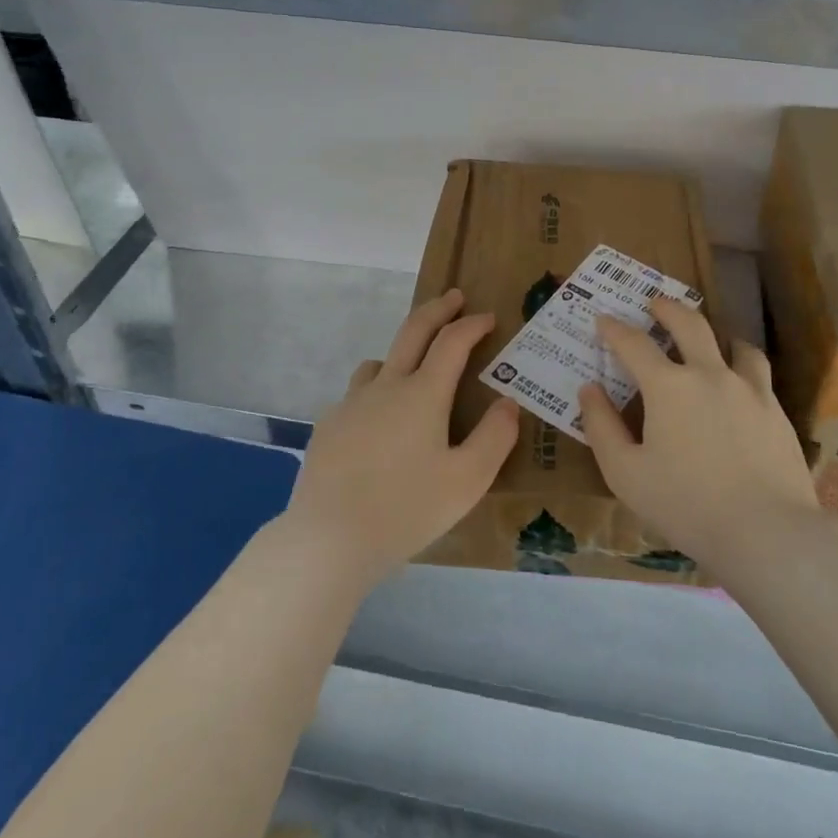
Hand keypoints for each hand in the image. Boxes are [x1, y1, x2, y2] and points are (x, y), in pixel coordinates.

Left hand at [286, 289, 518, 588]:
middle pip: (413, 331)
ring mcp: (351, 403)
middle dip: (437, 309)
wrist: (329, 539)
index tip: (488, 317)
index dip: (472, 324)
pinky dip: (375, 392)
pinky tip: (377, 424)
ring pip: (379, 362)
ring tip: (414, 370)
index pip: (452, 341)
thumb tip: (508, 403)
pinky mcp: (329, 424)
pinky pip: (357, 395)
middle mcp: (386, 385)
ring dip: (402, 353)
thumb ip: (495, 438)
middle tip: (454, 298)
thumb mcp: (467, 481)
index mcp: (423, 393)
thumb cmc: (406, 509)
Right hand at [579, 296, 818, 574]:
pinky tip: (740, 381)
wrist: (767, 533)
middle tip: (655, 303)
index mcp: (668, 386)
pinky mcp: (776, 410)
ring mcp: (748, 389)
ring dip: (714, 334)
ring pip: (733, 344)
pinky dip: (743, 364)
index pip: (633, 344)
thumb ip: (602, 427)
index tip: (603, 320)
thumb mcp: (625, 474)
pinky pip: (758, 372)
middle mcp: (708, 374)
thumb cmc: (686, 505)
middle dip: (667, 308)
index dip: (614, 329)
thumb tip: (589, 389)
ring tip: (708, 339)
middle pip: (689, 323)